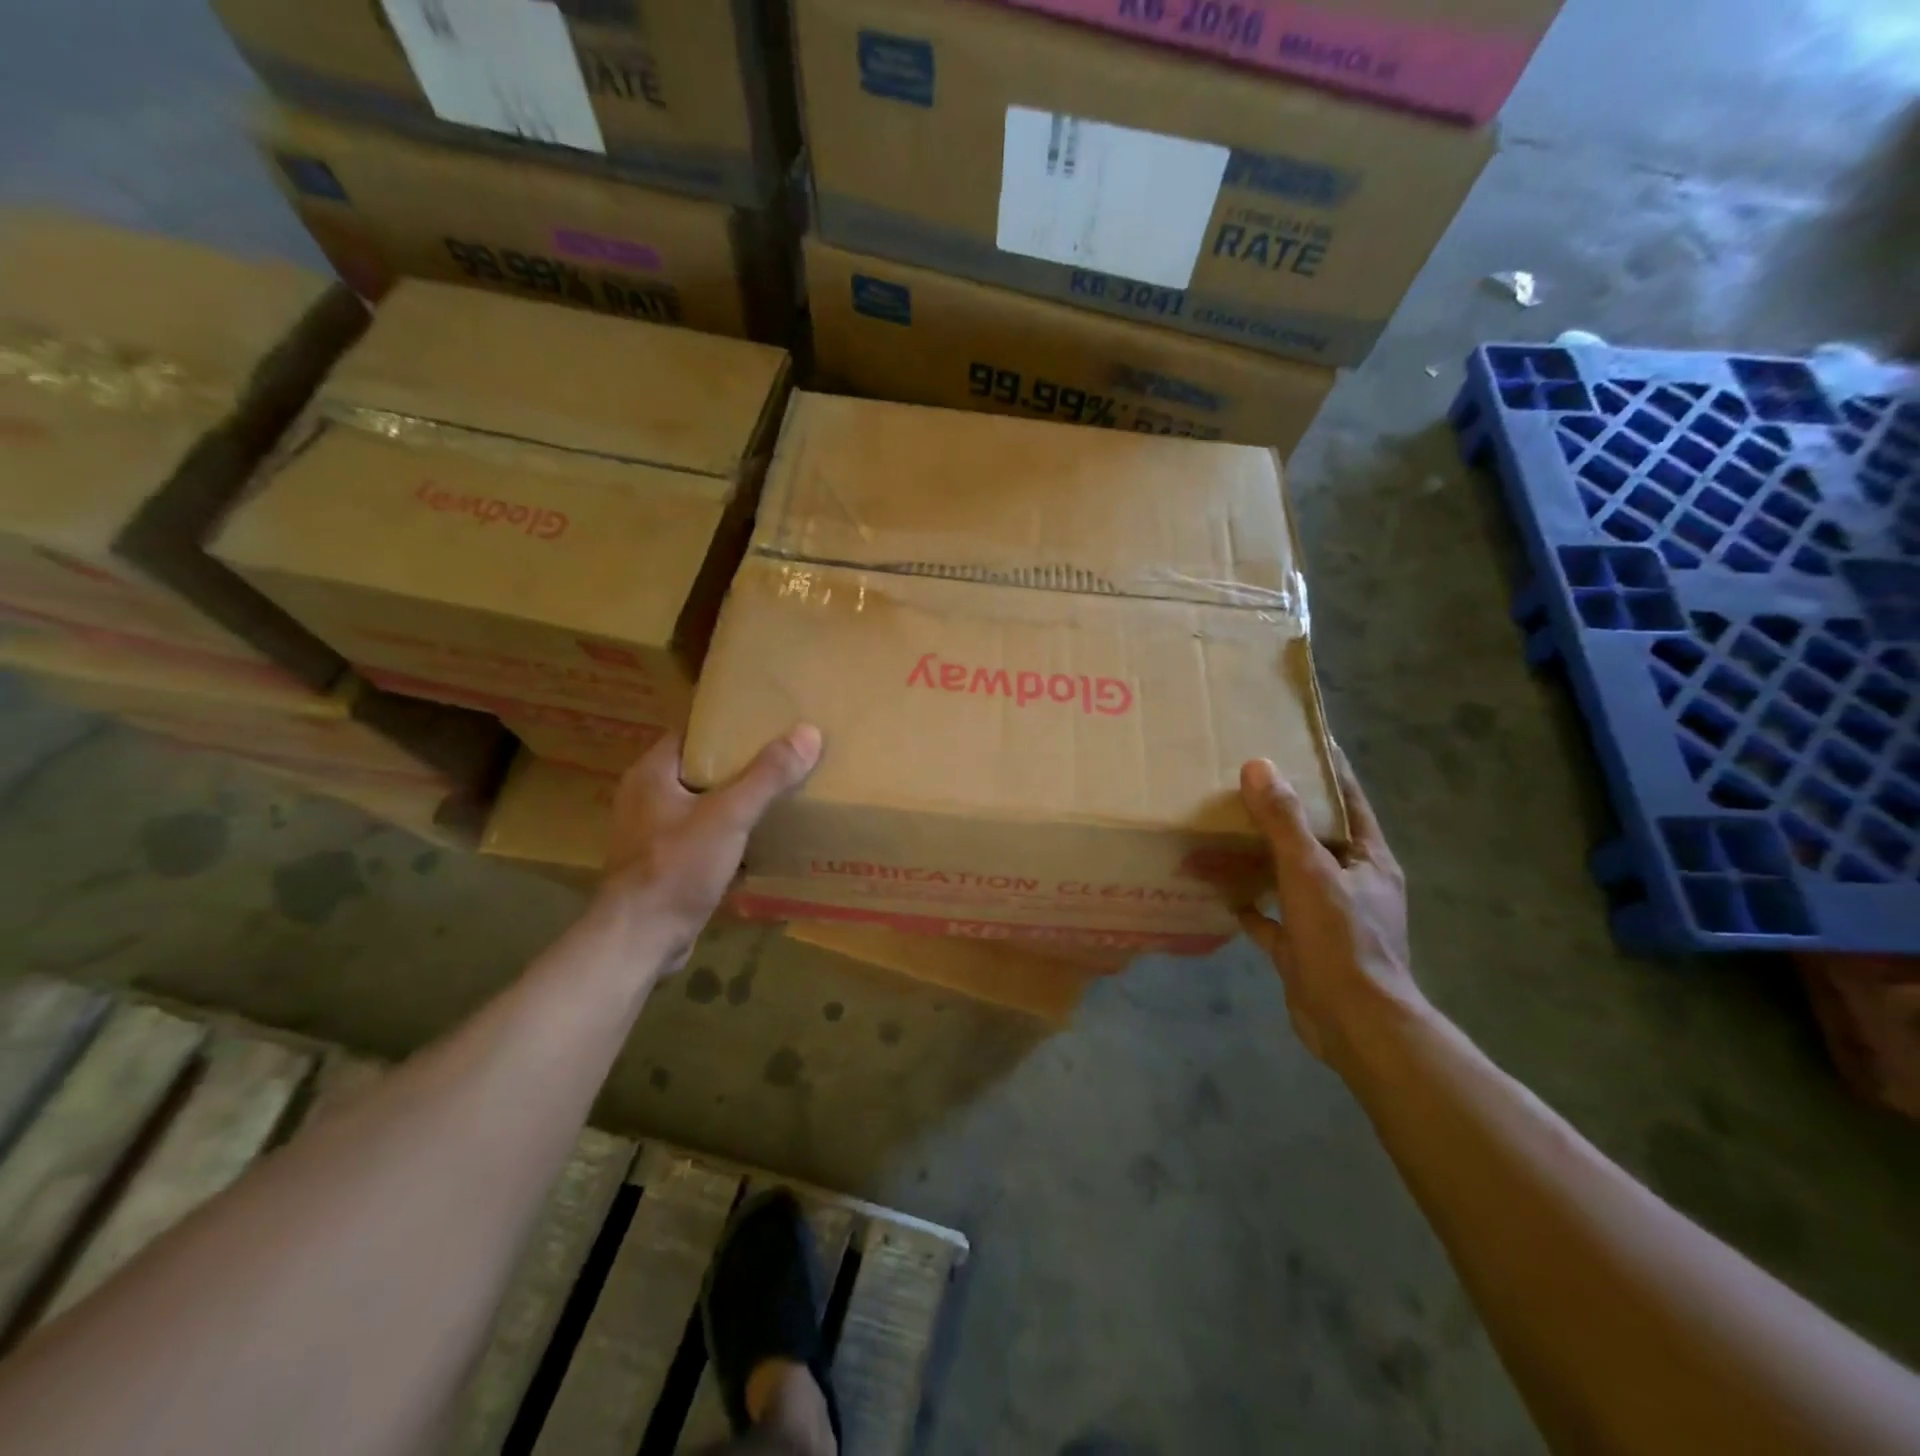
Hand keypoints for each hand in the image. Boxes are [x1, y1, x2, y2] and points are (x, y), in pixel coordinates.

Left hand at [597, 724, 821, 969]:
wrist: (641, 939)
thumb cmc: (677, 868)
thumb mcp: (729, 816)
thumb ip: (767, 776)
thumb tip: (808, 733)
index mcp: (651, 773)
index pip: (693, 732)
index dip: (729, 725)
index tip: (768, 723)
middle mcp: (647, 797)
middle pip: (702, 769)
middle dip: (741, 765)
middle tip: (784, 758)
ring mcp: (653, 834)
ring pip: (704, 805)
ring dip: (737, 803)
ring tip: (780, 795)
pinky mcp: (665, 865)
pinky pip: (704, 839)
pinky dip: (730, 837)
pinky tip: (761, 840)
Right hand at [1238, 745, 1419, 1073]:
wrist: (1354, 1024)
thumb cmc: (1342, 940)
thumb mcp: (1311, 872)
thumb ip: (1284, 822)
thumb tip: (1260, 766)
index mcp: (1368, 861)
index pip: (1350, 801)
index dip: (1329, 770)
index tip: (1302, 740)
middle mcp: (1352, 885)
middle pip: (1317, 837)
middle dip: (1285, 812)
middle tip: (1246, 782)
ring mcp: (1328, 919)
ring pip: (1291, 876)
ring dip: (1263, 857)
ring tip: (1225, 830)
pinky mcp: (1303, 948)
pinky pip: (1271, 918)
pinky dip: (1249, 905)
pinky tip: (1220, 893)